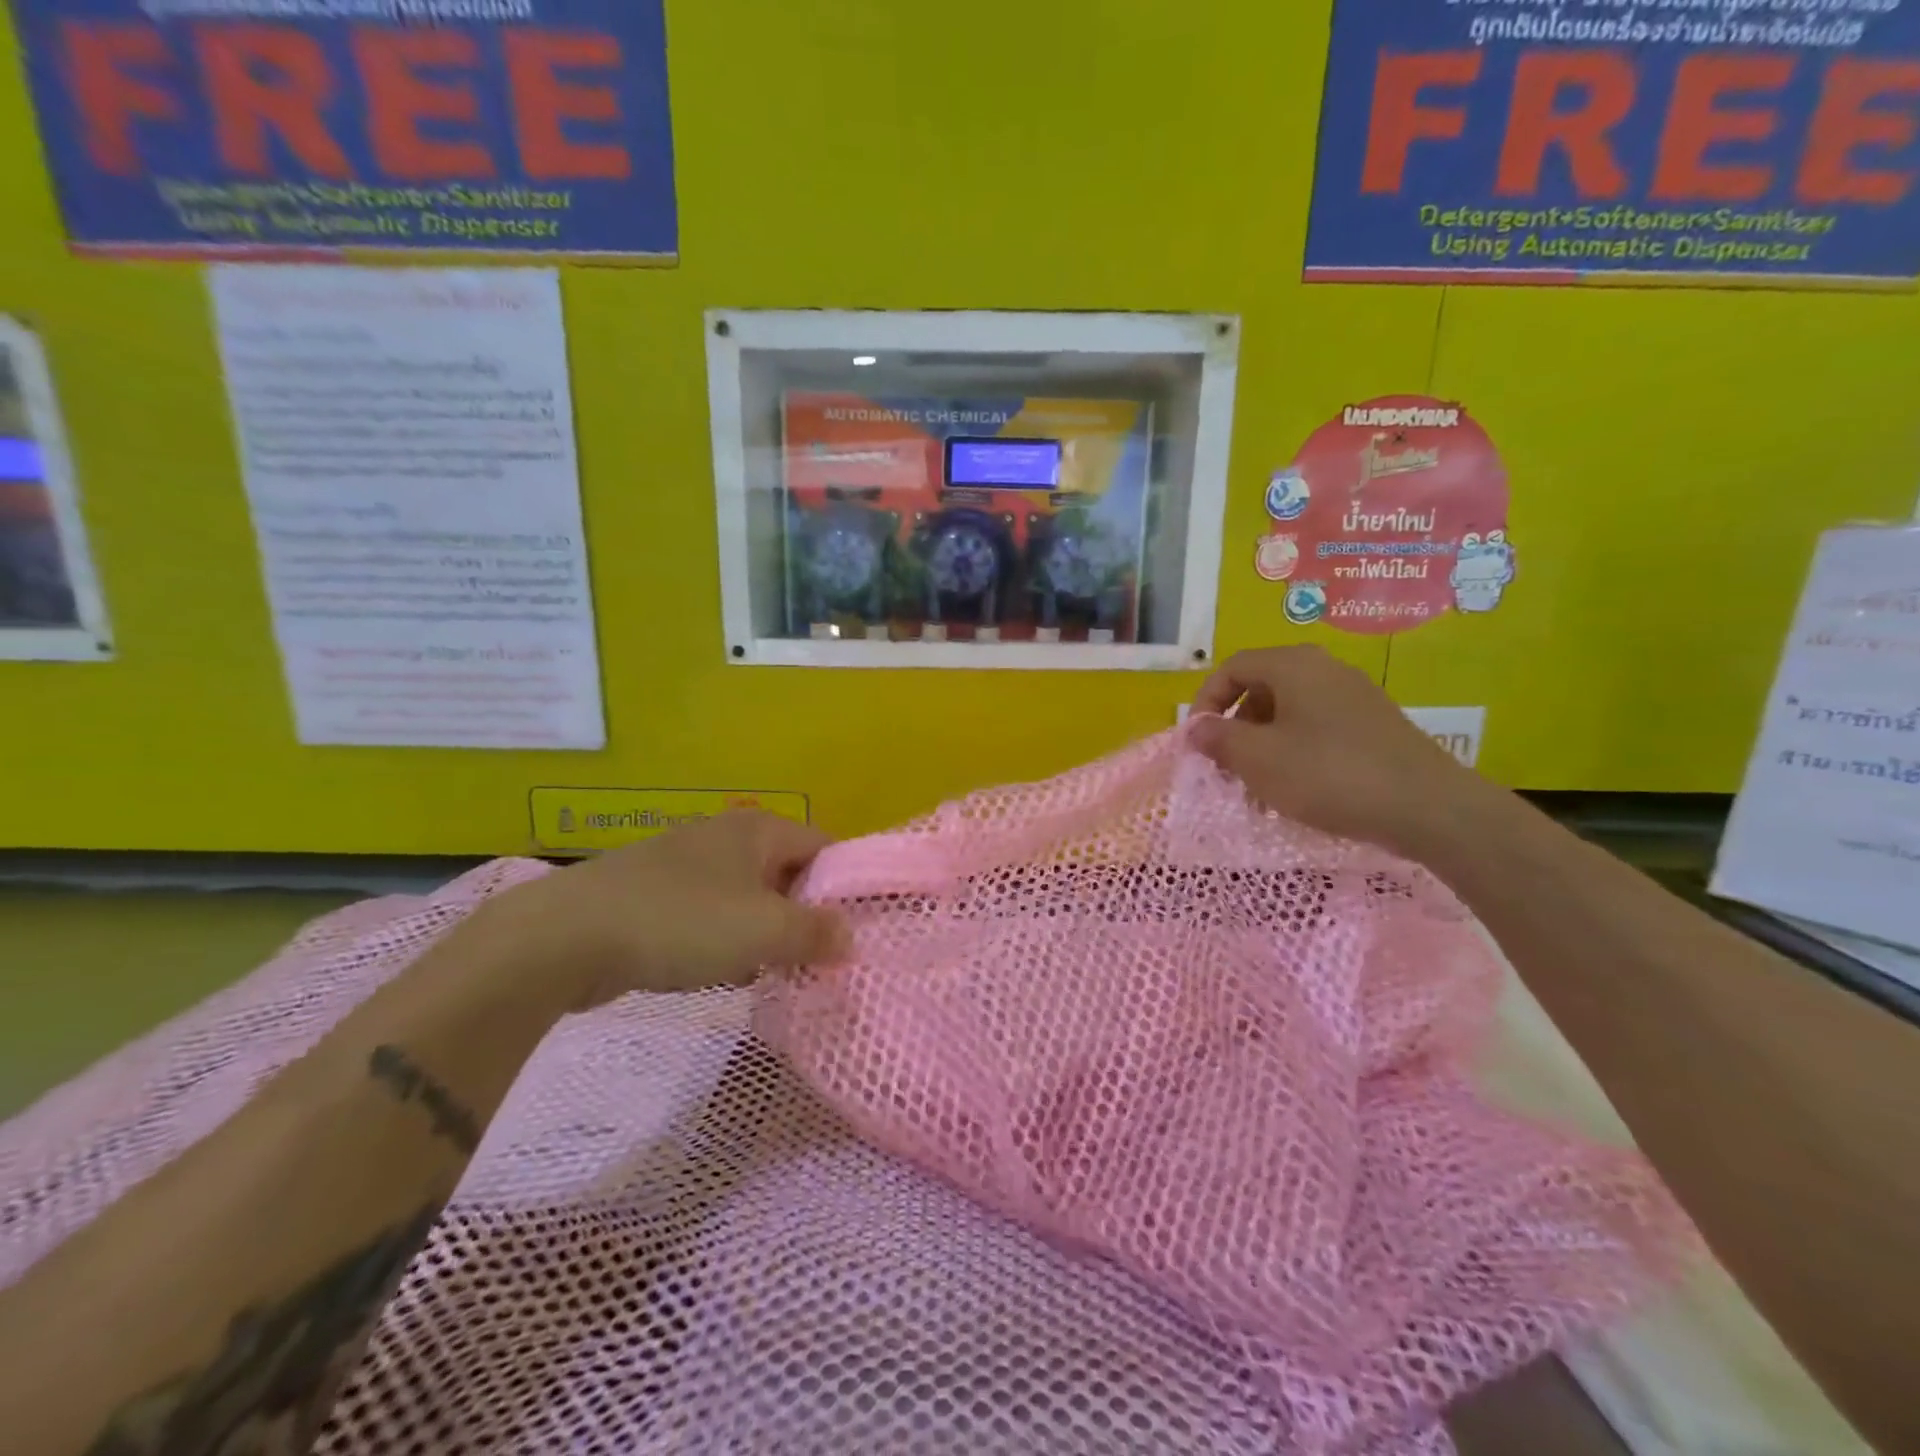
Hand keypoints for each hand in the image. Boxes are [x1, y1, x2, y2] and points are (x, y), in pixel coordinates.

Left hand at [471, 811, 849, 1009]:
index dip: (845, 886)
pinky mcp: (655, 895)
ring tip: (777, 973)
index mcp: (758, 830)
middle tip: (819, 959)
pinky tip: (725, 974)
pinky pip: (710, 916)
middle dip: (804, 917)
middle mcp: (726, 837)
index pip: (824, 847)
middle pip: (787, 874)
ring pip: (748, 899)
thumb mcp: (764, 931)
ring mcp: (686, 864)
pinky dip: (725, 942)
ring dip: (765, 935)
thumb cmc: (682, 921)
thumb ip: (816, 933)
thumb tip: (850, 937)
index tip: (855, 931)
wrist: (566, 938)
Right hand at [1190, 645, 1487, 859]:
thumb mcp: (1258, 759)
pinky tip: (1297, 790)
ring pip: (1289, 712)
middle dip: (1234, 727)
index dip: (1205, 701)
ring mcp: (1354, 697)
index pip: (1232, 668)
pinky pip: (1317, 729)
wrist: (1428, 808)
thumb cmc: (1329, 775)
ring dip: (1262, 745)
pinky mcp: (1374, 726)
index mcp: (1294, 666)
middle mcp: (1325, 670)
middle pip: (1261, 688)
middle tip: (1226, 766)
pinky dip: (1294, 753)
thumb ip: (1218, 739)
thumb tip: (1195, 728)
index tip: (1198, 740)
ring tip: (1258, 787)